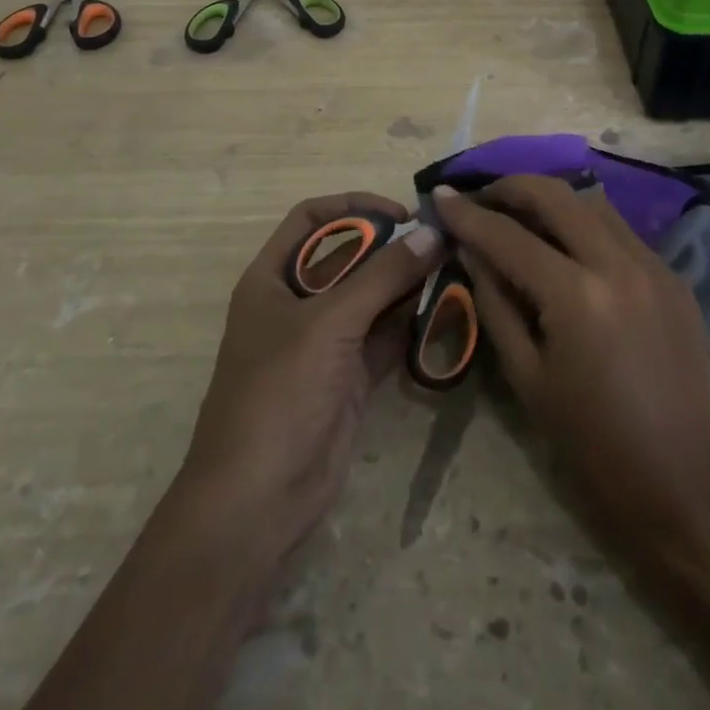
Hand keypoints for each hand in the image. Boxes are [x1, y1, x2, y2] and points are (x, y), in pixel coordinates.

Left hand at [177, 193, 441, 557]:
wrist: (257, 502)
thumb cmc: (278, 394)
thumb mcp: (329, 324)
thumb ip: (383, 276)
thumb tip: (432, 232)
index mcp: (272, 278)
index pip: (312, 219)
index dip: (354, 206)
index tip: (400, 213)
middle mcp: (297, 303)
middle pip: (349, 257)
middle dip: (391, 247)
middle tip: (441, 243)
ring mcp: (324, 342)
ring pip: (371, 297)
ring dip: (407, 284)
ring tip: (452, 270)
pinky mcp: (349, 376)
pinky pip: (384, 336)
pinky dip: (412, 323)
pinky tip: (445, 310)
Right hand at [433, 177, 709, 548]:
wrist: (681, 482)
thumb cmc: (591, 442)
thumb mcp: (526, 375)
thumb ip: (494, 301)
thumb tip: (470, 249)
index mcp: (577, 296)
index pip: (509, 237)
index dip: (468, 214)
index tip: (442, 195)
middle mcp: (619, 263)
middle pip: (556, 194)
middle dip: (510, 186)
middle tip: (481, 196)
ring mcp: (654, 264)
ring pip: (593, 202)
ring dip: (551, 199)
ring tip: (520, 214)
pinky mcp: (674, 275)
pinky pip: (621, 230)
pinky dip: (585, 224)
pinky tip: (567, 246)